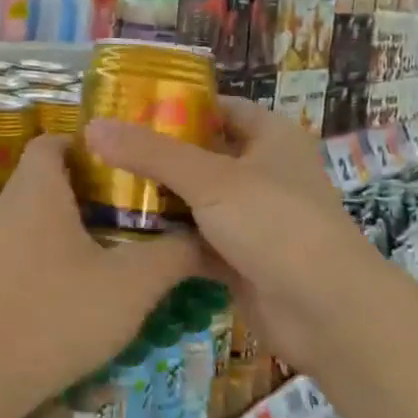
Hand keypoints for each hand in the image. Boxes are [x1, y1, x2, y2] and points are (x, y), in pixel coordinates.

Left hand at [0, 135, 198, 417]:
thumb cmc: (58, 316)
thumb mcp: (132, 285)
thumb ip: (174, 254)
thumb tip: (206, 237)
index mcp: (35, 190)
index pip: (53, 140)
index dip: (89, 147)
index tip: (126, 169)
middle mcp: (4, 207)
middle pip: (47, 179)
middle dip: (91, 192)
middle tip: (134, 212)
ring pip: (34, 217)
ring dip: (71, 227)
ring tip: (114, 252)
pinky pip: (21, 250)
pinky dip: (50, 256)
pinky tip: (79, 292)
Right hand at [82, 98, 379, 370]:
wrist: (325, 311)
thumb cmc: (275, 224)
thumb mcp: (210, 179)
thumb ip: (151, 153)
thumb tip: (92, 127)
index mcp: (270, 137)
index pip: (220, 108)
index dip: (178, 105)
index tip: (128, 109)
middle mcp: (264, 172)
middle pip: (203, 155)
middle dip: (158, 156)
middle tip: (103, 152)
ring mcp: (254, 218)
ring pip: (198, 201)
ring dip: (160, 200)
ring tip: (102, 190)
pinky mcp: (242, 258)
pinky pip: (198, 239)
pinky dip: (170, 238)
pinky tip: (126, 235)